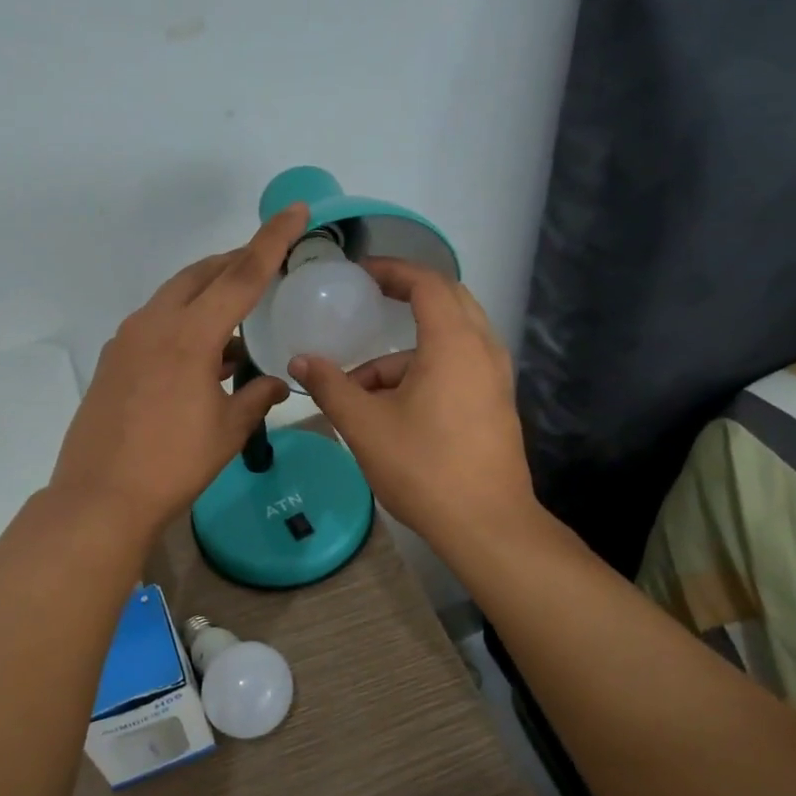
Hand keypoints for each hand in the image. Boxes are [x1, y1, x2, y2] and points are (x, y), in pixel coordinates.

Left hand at [49, 204, 305, 540]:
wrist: (101, 497)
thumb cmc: (173, 464)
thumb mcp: (227, 431)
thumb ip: (257, 398)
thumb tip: (278, 382)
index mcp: (190, 335)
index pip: (241, 275)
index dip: (272, 240)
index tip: (294, 211)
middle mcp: (154, 324)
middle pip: (201, 275)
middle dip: (235, 262)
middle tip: (266, 264)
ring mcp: (127, 340)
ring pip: (174, 297)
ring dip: (207, 295)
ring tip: (238, 316)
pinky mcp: (113, 360)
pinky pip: (155, 324)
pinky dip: (184, 323)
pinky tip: (202, 354)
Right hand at [289, 259, 534, 549]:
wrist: (486, 524)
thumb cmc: (423, 467)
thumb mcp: (365, 425)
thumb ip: (330, 386)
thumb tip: (300, 361)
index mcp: (454, 343)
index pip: (427, 283)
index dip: (392, 270)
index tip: (361, 274)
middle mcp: (483, 350)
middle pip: (447, 302)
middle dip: (405, 298)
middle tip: (369, 302)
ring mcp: (495, 379)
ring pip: (449, 342)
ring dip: (405, 353)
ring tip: (360, 388)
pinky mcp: (495, 404)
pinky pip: (458, 367)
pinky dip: (424, 371)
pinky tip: (390, 408)